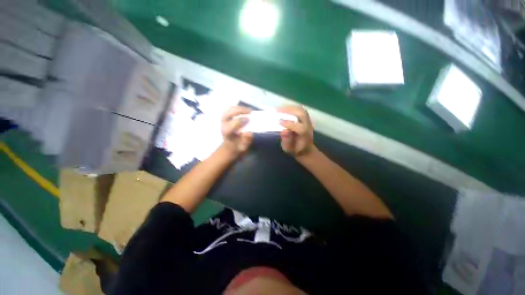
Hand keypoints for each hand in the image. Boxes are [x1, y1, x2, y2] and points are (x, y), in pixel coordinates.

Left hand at [220, 106, 253, 156]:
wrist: (228, 147)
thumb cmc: (237, 147)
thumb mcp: (243, 147)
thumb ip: (246, 141)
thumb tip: (249, 132)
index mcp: (227, 132)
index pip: (232, 124)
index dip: (241, 120)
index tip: (249, 119)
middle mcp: (223, 125)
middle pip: (228, 113)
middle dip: (239, 110)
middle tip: (250, 112)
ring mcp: (223, 120)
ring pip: (228, 109)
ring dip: (238, 108)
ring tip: (248, 110)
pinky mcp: (225, 117)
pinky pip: (229, 109)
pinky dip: (237, 108)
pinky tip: (243, 111)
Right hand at [278, 105, 315, 157]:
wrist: (305, 149)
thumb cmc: (296, 150)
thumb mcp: (289, 149)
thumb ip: (287, 141)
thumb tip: (284, 130)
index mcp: (305, 135)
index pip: (300, 128)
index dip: (289, 124)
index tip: (279, 121)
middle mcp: (308, 126)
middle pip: (302, 114)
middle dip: (289, 110)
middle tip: (277, 110)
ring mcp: (308, 121)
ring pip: (301, 110)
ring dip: (290, 108)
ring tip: (279, 108)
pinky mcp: (306, 119)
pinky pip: (299, 110)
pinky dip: (291, 108)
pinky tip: (283, 109)